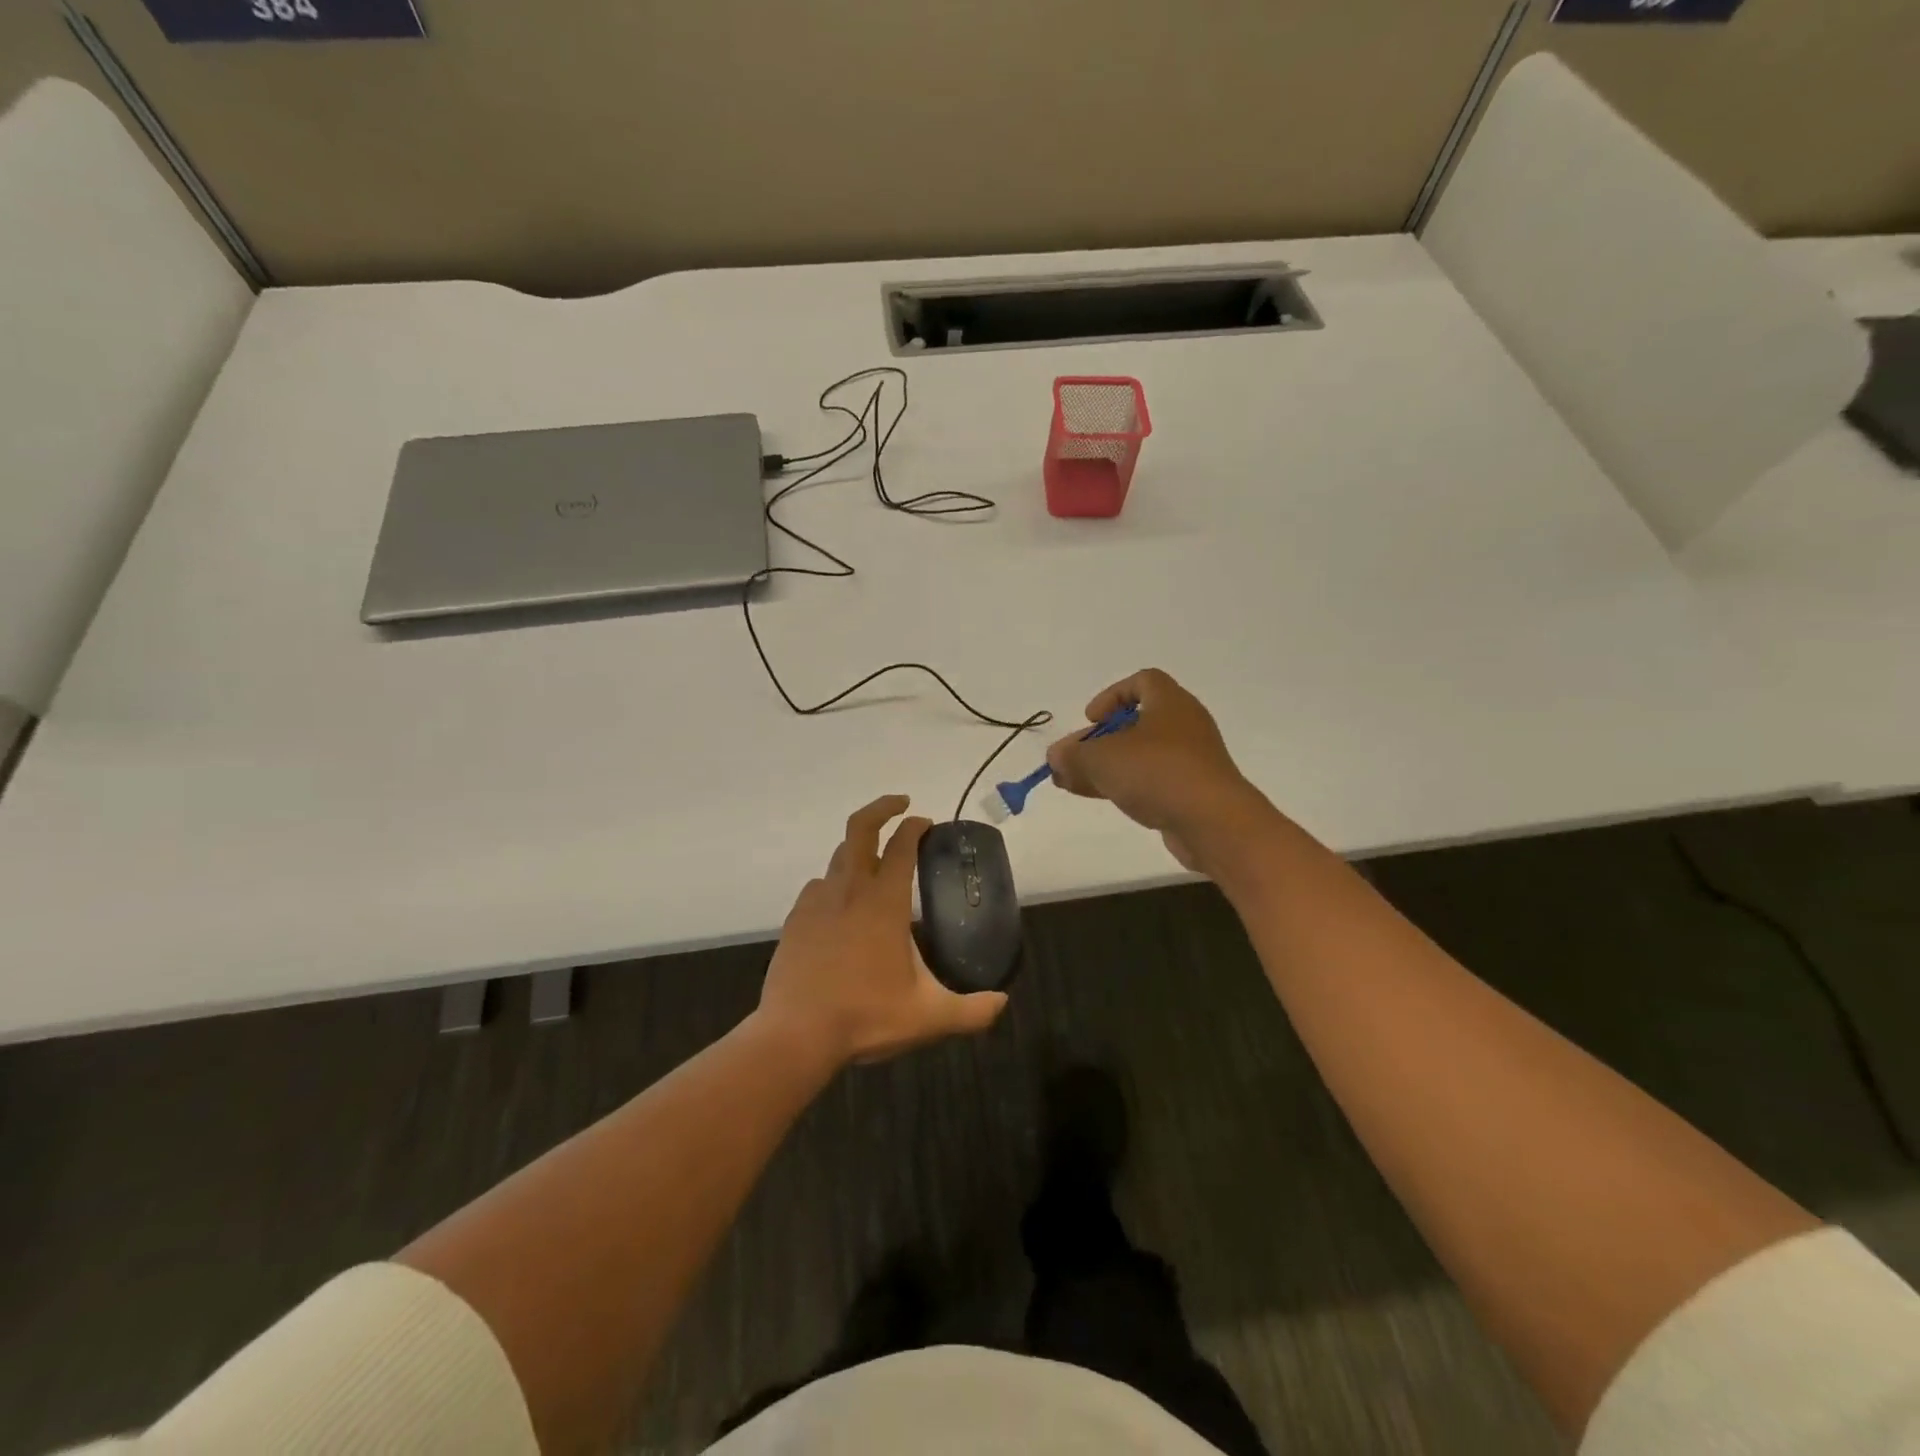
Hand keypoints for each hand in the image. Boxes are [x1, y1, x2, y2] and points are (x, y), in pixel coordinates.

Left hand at [756, 795, 1008, 1068]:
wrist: (795, 1035)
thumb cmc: (865, 1016)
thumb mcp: (929, 1016)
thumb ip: (972, 1011)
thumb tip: (1002, 1003)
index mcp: (884, 902)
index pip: (902, 846)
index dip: (916, 826)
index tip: (927, 822)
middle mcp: (849, 890)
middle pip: (860, 828)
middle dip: (882, 808)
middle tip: (901, 805)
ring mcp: (817, 903)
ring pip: (838, 858)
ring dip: (860, 851)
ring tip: (876, 866)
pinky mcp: (796, 921)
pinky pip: (817, 887)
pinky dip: (834, 884)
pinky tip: (842, 906)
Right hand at [1046, 669, 1273, 873]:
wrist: (1213, 822)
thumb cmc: (1157, 772)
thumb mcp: (1102, 759)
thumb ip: (1073, 755)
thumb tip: (1055, 756)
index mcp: (1170, 702)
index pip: (1142, 681)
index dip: (1112, 696)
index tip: (1091, 719)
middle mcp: (1185, 725)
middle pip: (1137, 722)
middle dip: (1101, 739)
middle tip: (1075, 757)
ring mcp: (1192, 760)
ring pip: (1142, 755)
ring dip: (1108, 766)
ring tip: (1072, 783)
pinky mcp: (1193, 791)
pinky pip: (1153, 780)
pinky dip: (1126, 784)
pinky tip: (1099, 798)